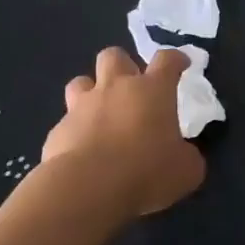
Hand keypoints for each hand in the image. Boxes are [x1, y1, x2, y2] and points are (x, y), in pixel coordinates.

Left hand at [41, 47, 204, 216]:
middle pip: (114, 56)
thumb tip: (182, 154)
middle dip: (123, 65)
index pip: (167, 60)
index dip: (175, 59)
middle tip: (132, 87)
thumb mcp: (186, 170)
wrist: (87, 189)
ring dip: (91, 92)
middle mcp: (116, 89)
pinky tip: (82, 152)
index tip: (181, 64)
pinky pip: (66, 122)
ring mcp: (82, 107)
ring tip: (100, 113)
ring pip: (80, 82)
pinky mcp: (58, 131)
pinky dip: (76, 132)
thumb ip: (186, 155)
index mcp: (153, 91)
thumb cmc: (146, 171)